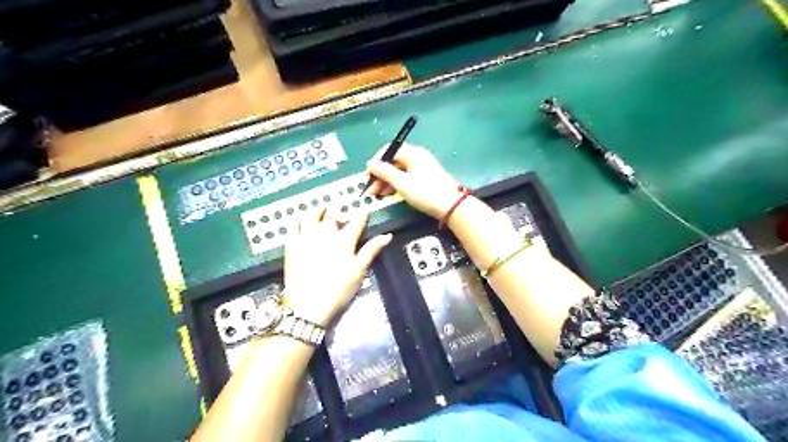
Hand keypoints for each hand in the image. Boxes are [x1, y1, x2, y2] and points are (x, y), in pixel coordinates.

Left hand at [285, 208, 391, 324]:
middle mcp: (326, 233)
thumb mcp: (359, 271)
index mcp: (345, 240)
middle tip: (341, 214)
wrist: (309, 305)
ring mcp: (307, 238)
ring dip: (318, 210)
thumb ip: (371, 250)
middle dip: (339, 212)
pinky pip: (293, 227)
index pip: (357, 221)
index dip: (362, 215)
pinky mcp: (292, 245)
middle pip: (333, 216)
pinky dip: (297, 220)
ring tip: (321, 209)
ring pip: (311, 216)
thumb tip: (387, 235)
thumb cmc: (339, 289)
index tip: (365, 210)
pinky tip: (300, 220)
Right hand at [366, 143, 462, 218]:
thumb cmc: (426, 193)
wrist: (452, 206)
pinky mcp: (425, 178)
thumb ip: (384, 172)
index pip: (389, 150)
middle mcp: (417, 157)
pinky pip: (406, 177)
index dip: (376, 161)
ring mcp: (422, 167)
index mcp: (412, 153)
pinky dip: (397, 184)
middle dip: (380, 175)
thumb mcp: (402, 183)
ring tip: (378, 195)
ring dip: (387, 181)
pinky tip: (390, 195)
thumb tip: (370, 164)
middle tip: (371, 190)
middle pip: (393, 161)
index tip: (368, 176)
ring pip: (399, 171)